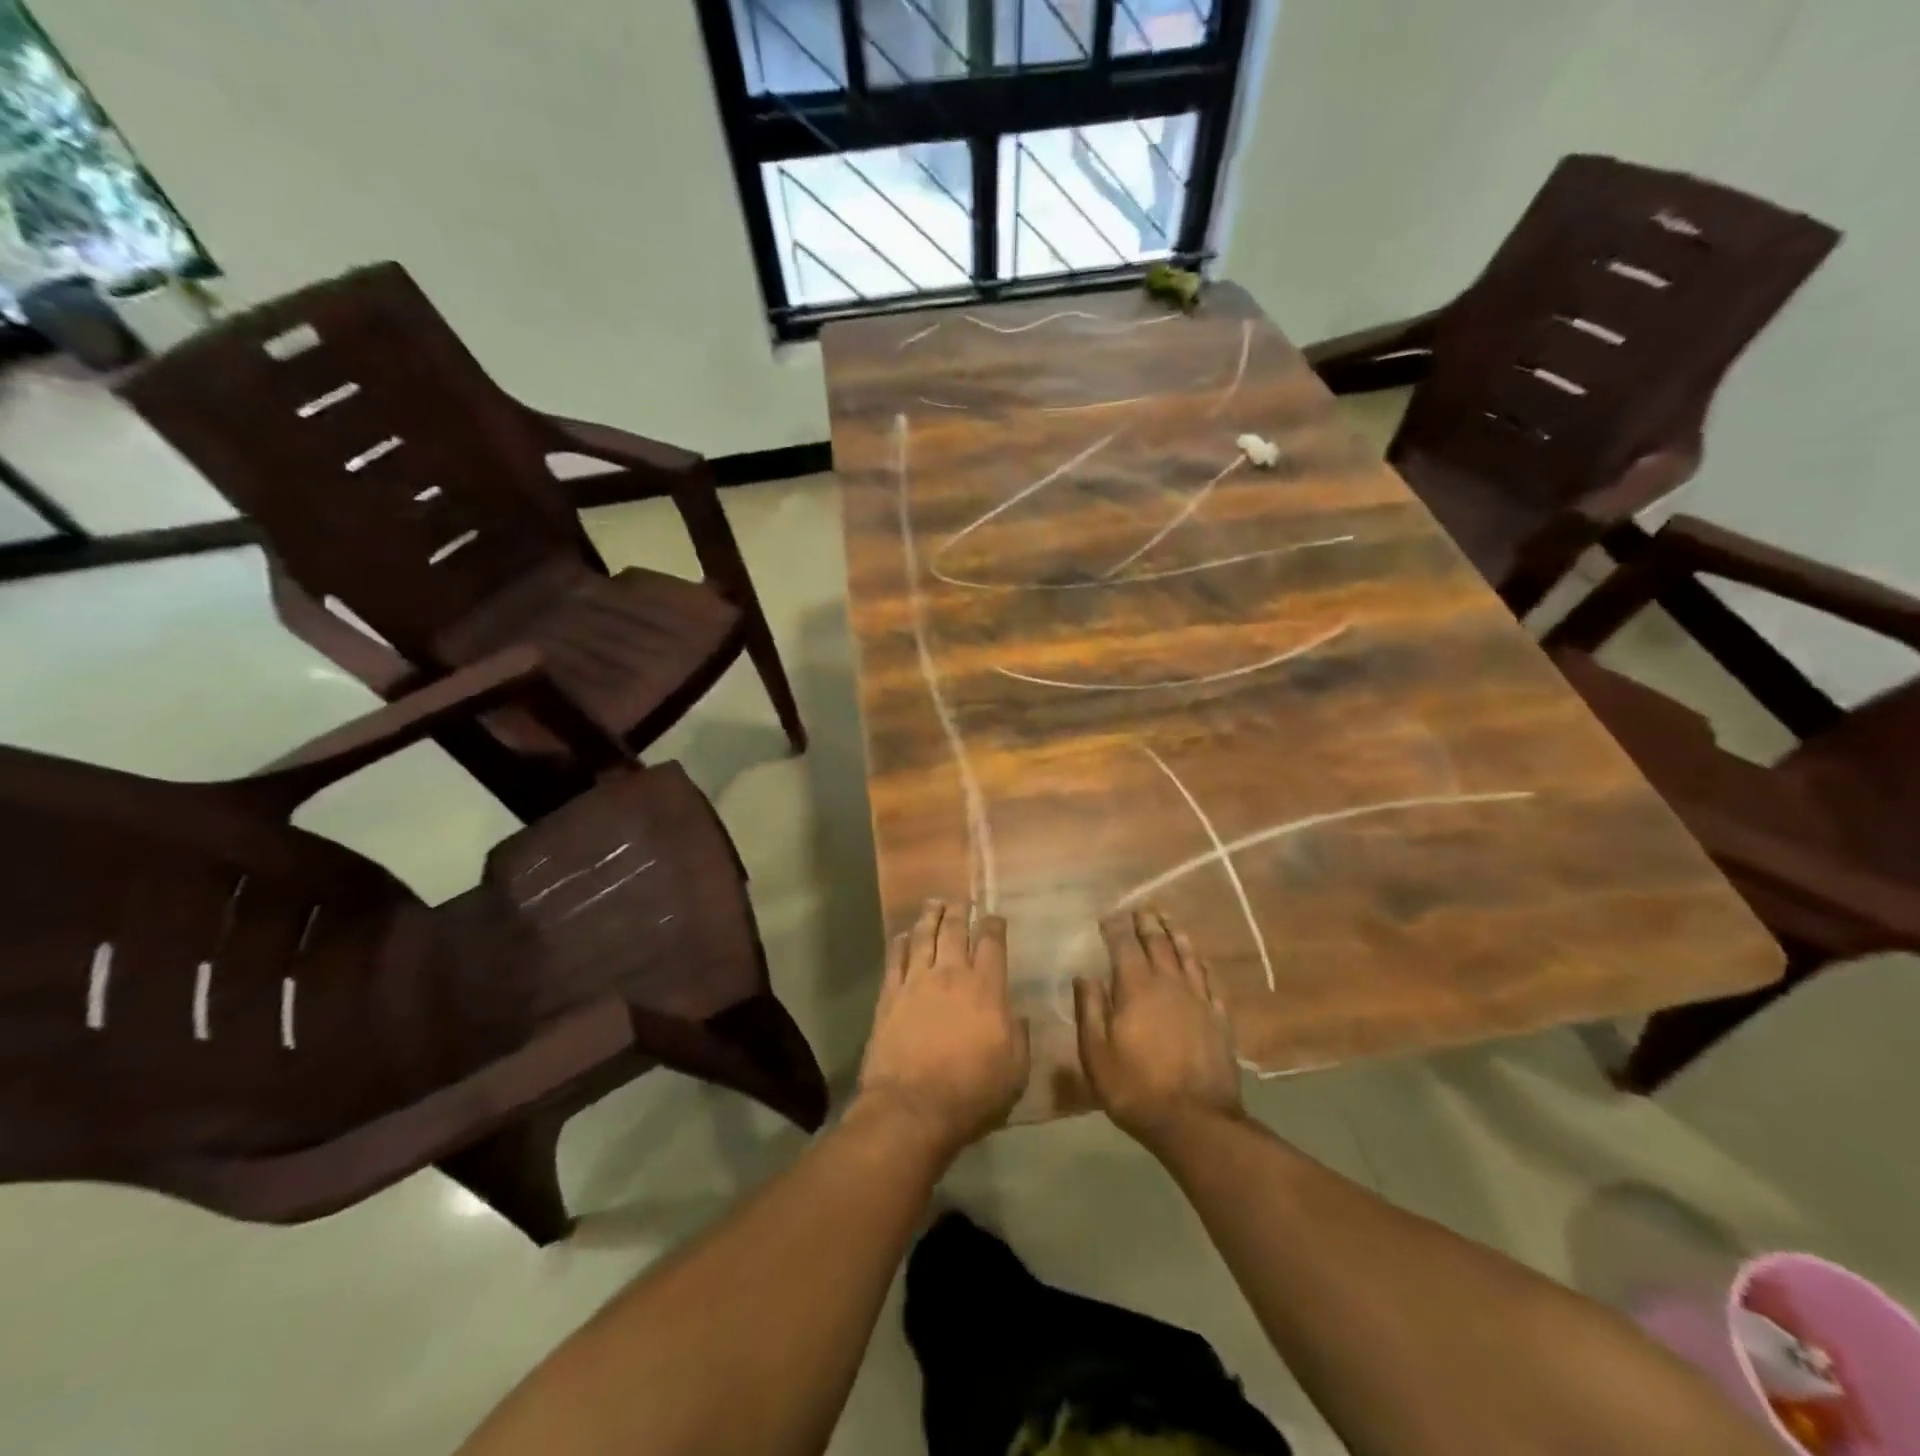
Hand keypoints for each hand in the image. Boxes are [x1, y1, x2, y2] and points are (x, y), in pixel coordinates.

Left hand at [855, 900, 1029, 1157]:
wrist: (912, 1108)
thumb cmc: (972, 1094)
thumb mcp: (1015, 1072)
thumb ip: (1018, 1036)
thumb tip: (1015, 1014)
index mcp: (986, 989)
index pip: (991, 944)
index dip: (993, 926)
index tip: (994, 917)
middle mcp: (951, 975)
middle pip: (954, 931)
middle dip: (960, 912)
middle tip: (961, 902)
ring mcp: (916, 982)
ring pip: (923, 936)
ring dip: (930, 917)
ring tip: (934, 903)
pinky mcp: (889, 996)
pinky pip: (895, 958)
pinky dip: (901, 942)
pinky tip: (903, 934)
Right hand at [1075, 910, 1242, 1149]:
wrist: (1195, 1121)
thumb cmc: (1135, 1088)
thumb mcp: (1096, 1052)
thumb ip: (1090, 1009)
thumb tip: (1084, 975)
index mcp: (1136, 988)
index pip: (1124, 946)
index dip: (1115, 928)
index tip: (1108, 916)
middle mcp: (1169, 984)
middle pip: (1158, 944)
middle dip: (1147, 924)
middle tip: (1142, 909)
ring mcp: (1198, 1000)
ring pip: (1188, 957)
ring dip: (1177, 935)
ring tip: (1169, 920)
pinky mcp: (1219, 1019)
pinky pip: (1211, 982)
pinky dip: (1203, 965)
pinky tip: (1201, 960)